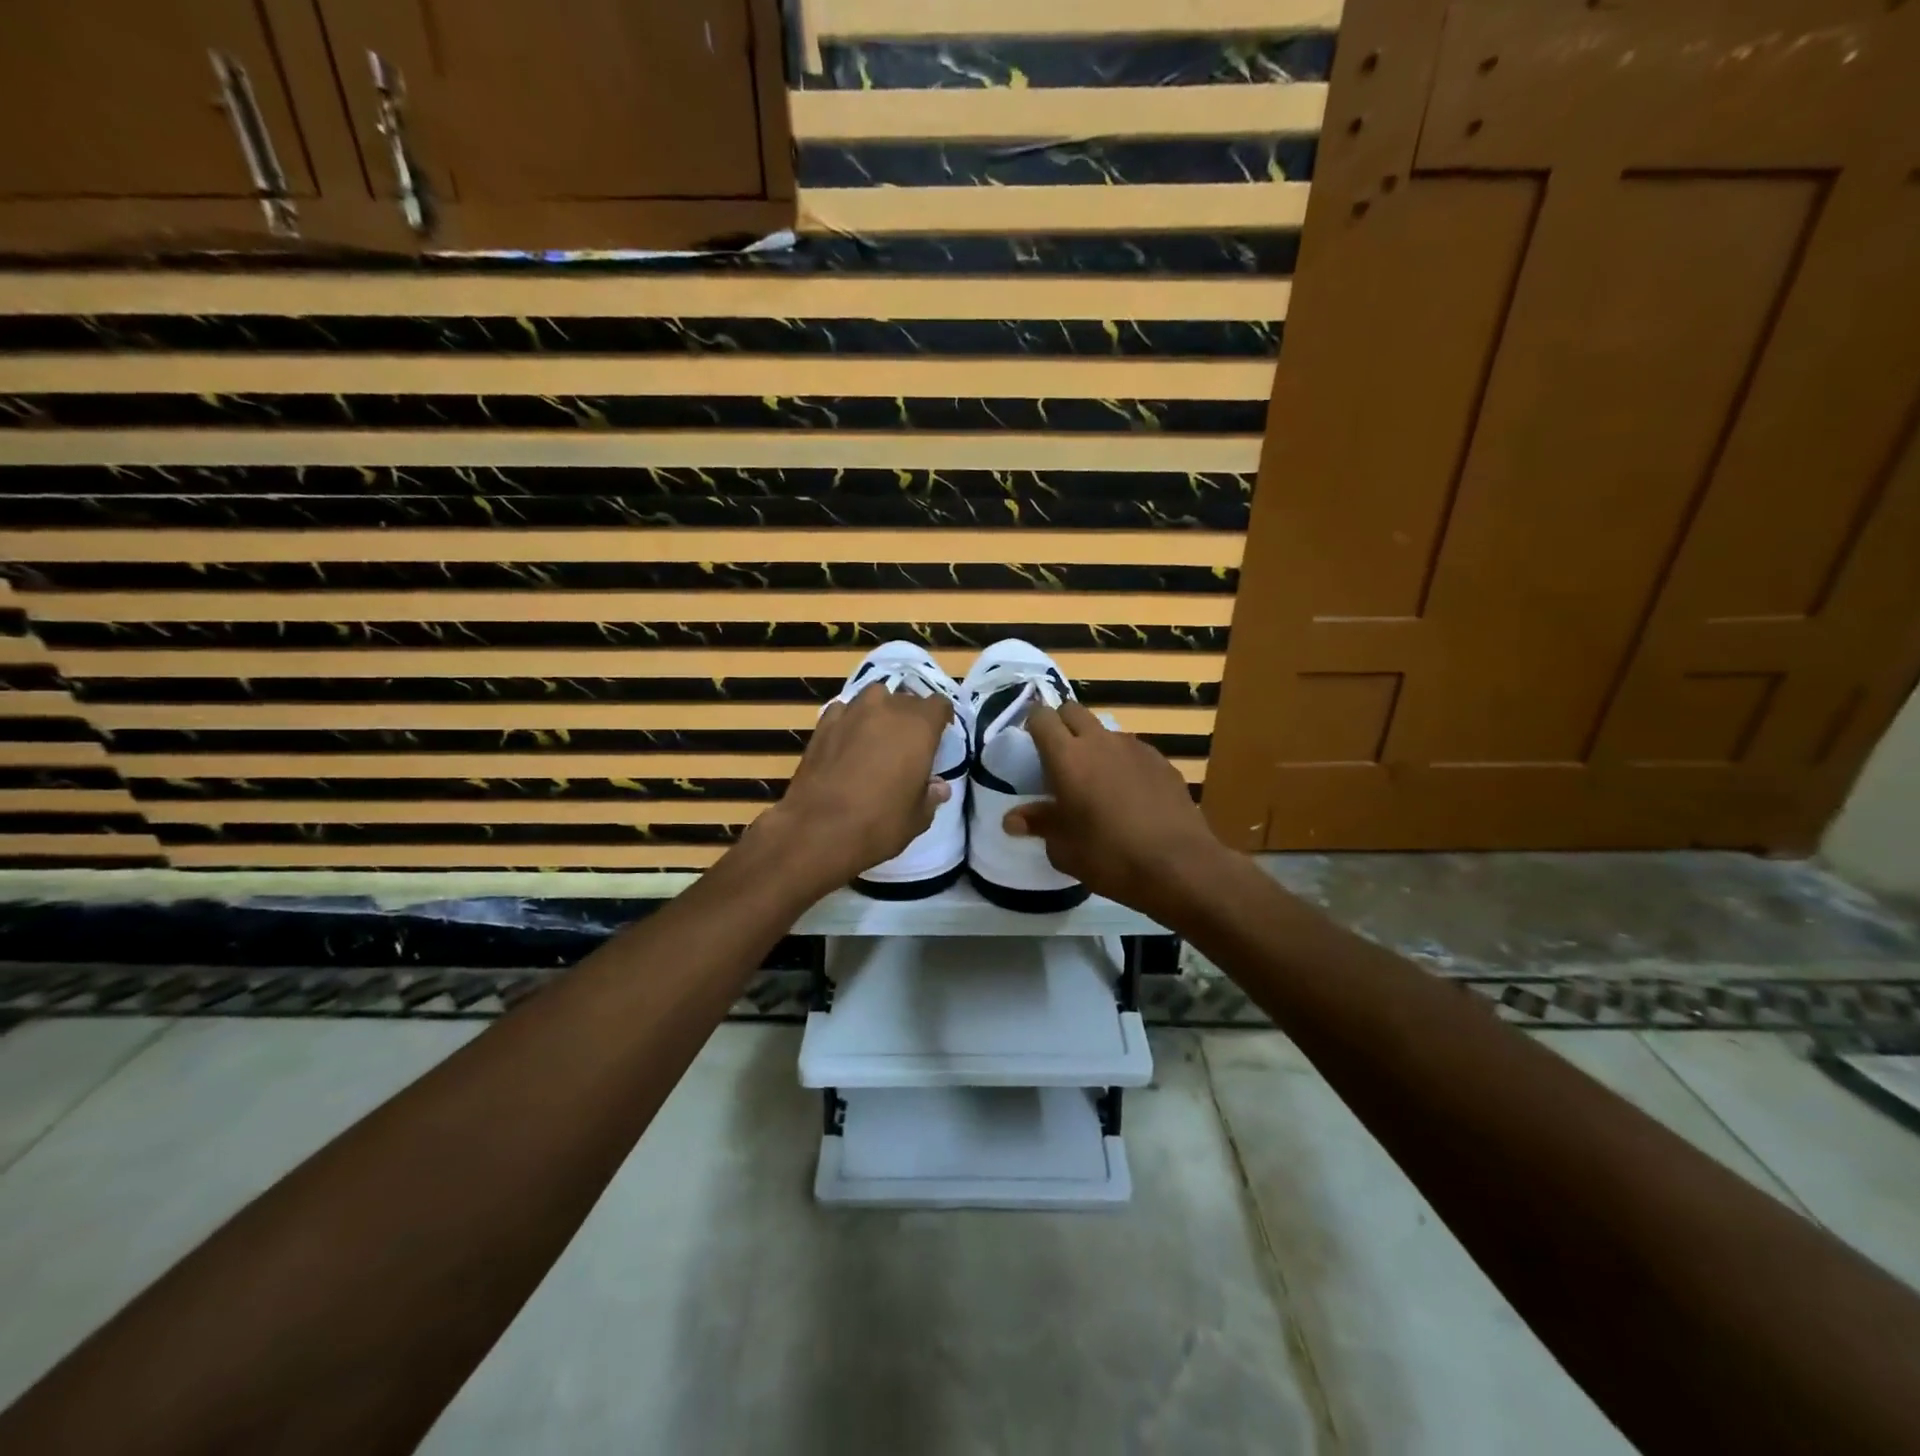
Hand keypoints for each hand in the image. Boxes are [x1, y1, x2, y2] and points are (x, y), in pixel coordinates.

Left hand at [757, 682, 952, 891]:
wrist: (818, 829)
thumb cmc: (880, 823)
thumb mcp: (918, 817)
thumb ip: (931, 795)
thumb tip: (938, 786)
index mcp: (919, 726)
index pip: (939, 705)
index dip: (941, 719)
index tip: (939, 737)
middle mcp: (887, 708)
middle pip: (906, 699)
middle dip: (910, 717)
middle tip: (908, 744)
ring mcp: (852, 712)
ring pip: (874, 698)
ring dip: (880, 712)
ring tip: (877, 737)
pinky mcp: (823, 724)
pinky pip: (844, 711)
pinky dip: (850, 721)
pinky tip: (847, 742)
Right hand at [1003, 701, 1228, 919]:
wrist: (1179, 866)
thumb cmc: (1109, 857)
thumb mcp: (1063, 848)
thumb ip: (1039, 824)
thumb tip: (1013, 819)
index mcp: (1067, 757)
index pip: (1041, 717)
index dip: (1032, 724)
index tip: (1029, 743)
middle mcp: (1100, 741)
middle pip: (1073, 711)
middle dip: (1061, 724)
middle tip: (1058, 757)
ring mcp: (1135, 748)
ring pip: (1104, 731)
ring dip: (1093, 745)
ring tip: (1095, 781)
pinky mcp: (1162, 761)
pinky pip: (1132, 751)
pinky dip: (1122, 763)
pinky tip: (1129, 795)